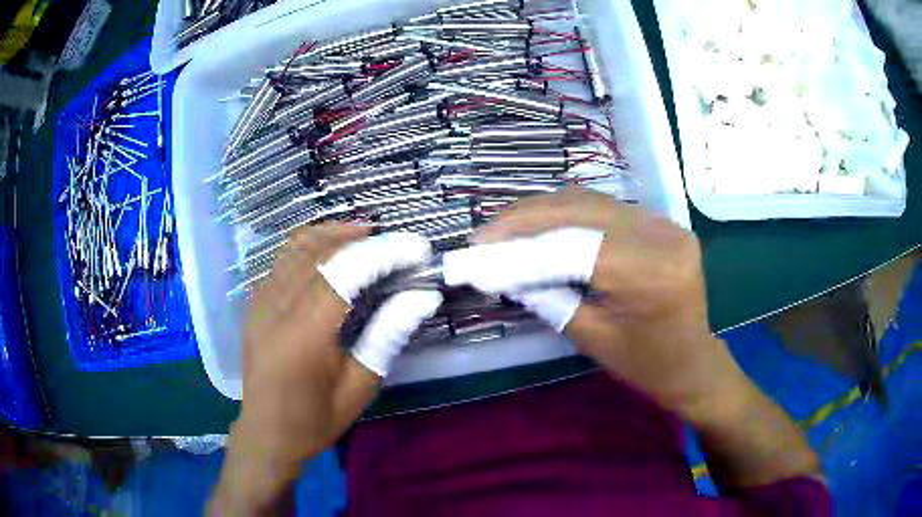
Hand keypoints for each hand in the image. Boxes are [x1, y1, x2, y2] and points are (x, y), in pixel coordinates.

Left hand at [210, 224, 440, 514]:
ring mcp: (260, 301)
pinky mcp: (255, 302)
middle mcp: (276, 308)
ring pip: (297, 247)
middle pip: (319, 250)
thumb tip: (422, 297)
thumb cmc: (315, 419)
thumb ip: (387, 336)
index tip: (417, 249)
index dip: (383, 253)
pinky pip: (283, 259)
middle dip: (362, 238)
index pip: (344, 272)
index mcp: (303, 335)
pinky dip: (312, 246)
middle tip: (397, 244)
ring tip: (368, 236)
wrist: (266, 433)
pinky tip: (332, 254)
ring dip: (334, 234)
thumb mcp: (359, 387)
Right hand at [462, 187, 748, 419]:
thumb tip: (501, 269)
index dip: (519, 245)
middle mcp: (661, 235)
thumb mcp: (591, 338)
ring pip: (590, 200)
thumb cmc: (646, 364)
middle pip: (580, 209)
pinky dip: (566, 213)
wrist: (693, 361)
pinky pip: (604, 207)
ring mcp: (665, 222)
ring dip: (542, 211)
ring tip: (504, 228)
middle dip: (524, 218)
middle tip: (484, 234)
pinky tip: (540, 225)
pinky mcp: (661, 221)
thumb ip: (547, 296)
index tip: (477, 250)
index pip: (572, 245)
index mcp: (651, 274)